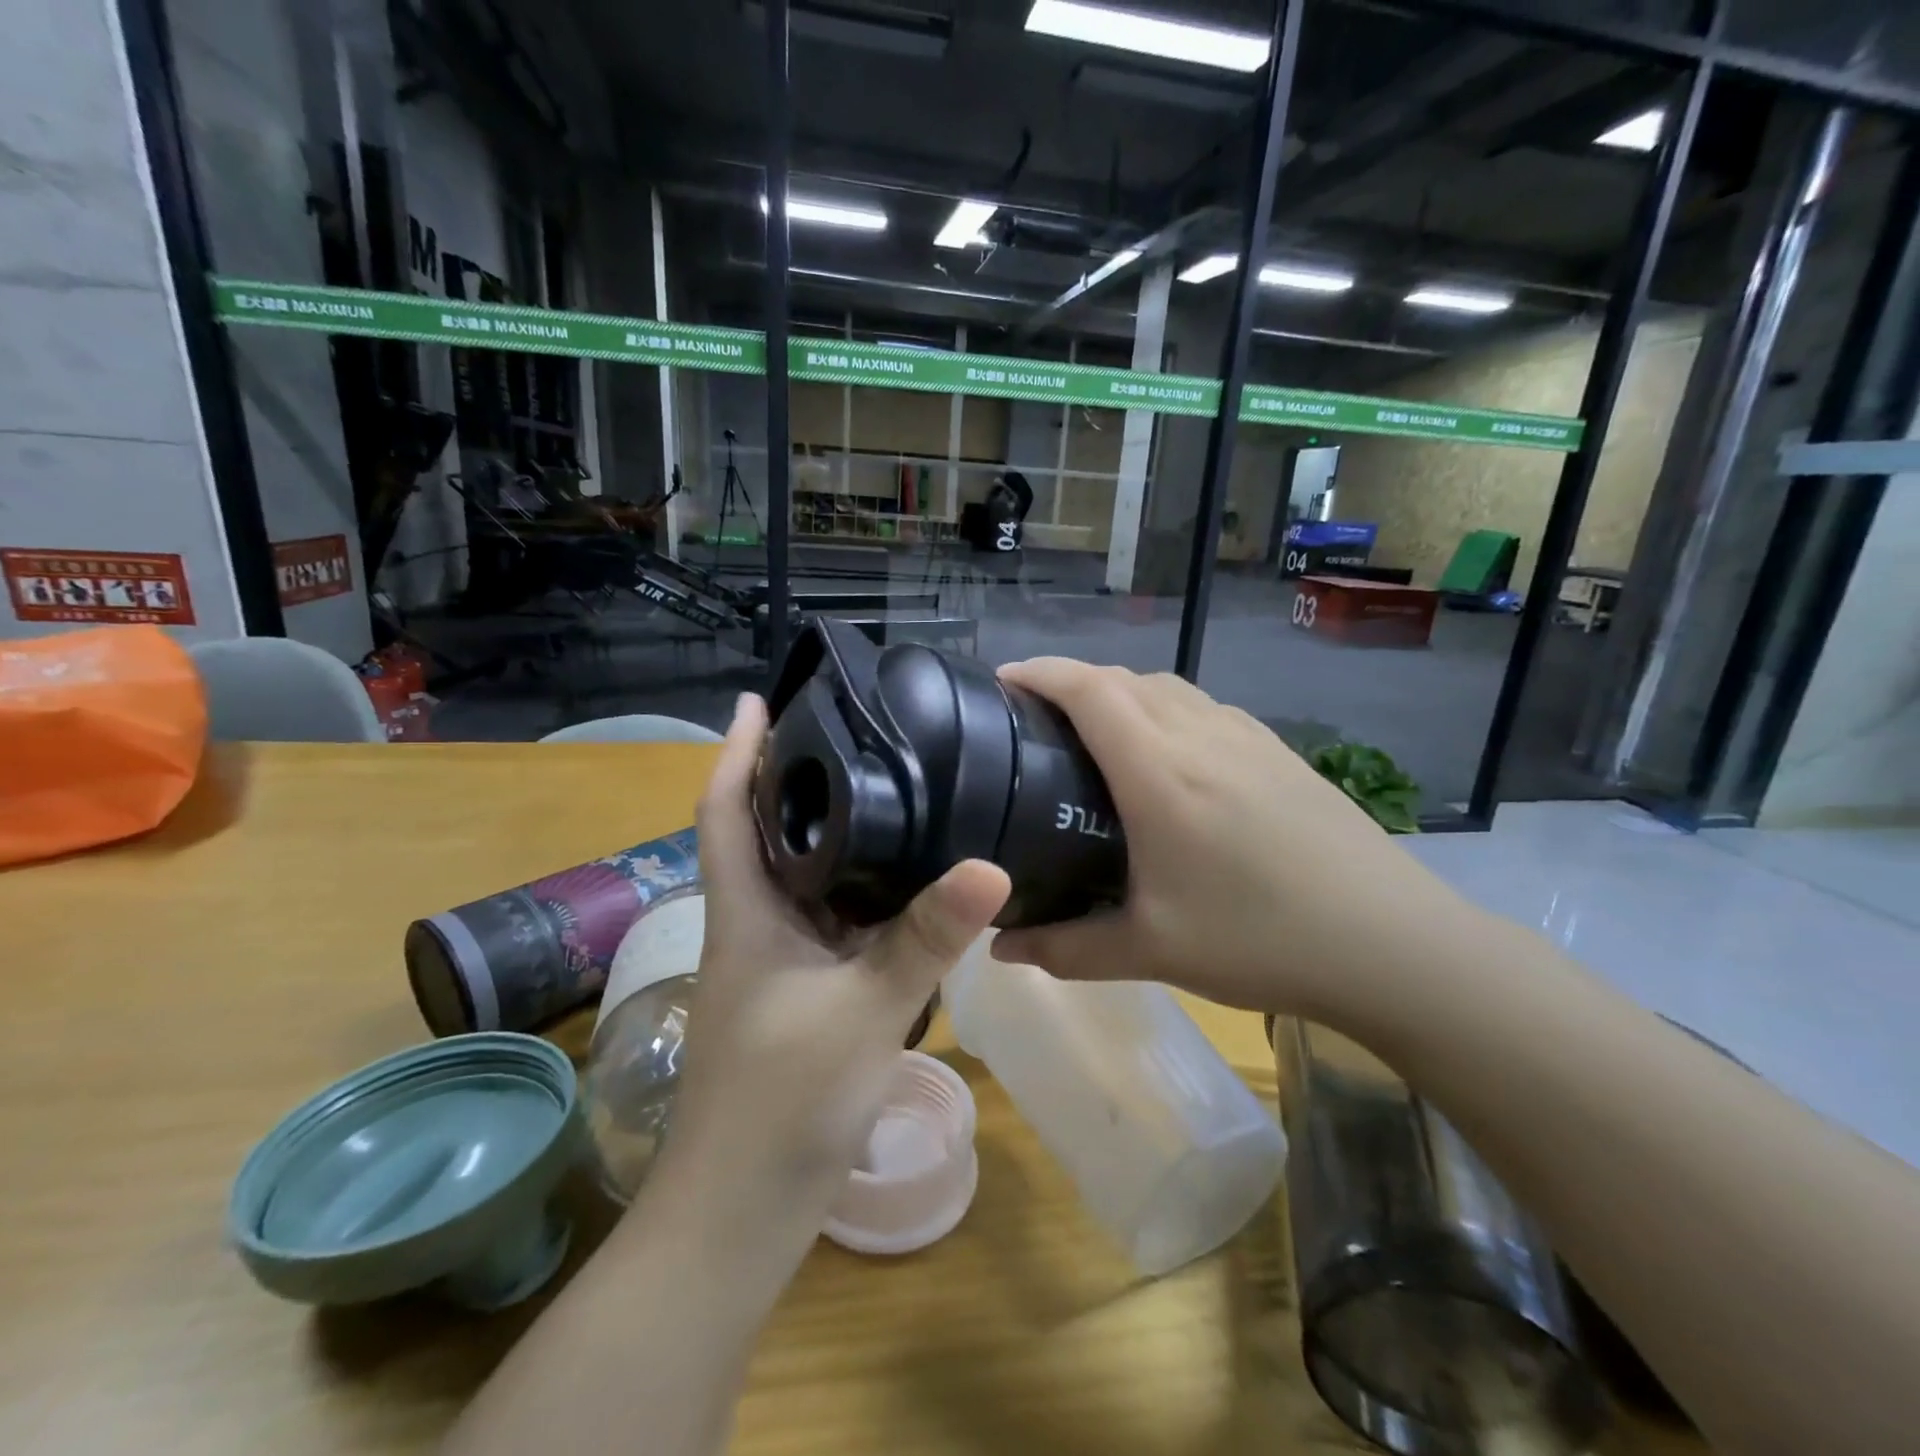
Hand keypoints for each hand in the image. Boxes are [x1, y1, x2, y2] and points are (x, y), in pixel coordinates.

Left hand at [662, 693, 1010, 1222]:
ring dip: (833, 834)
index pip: (725, 811)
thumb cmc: (782, 1103)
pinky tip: (907, 879)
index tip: (758, 701)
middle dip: (795, 778)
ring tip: (889, 786)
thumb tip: (991, 865)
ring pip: (806, 878)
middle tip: (851, 731)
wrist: (744, 1211)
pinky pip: (834, 920)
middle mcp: (758, 924)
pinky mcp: (805, 992)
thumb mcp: (863, 1009)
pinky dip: (862, 890)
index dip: (735, 752)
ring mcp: (780, 961)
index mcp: (747, 912)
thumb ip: (926, 938)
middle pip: (767, 833)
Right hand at [990, 660, 1468, 1025]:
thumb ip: (1066, 949)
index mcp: (1160, 773)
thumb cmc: (1260, 940)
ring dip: (1121, 692)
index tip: (1003, 679)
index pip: (1089, 690)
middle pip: (1123, 679)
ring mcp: (1247, 738)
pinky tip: (1168, 755)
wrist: (1390, 943)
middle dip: (1072, 681)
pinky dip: (1164, 708)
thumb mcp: (1151, 951)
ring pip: (1167, 687)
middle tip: (1037, 718)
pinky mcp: (1279, 752)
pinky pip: (1204, 706)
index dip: (1040, 672)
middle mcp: (1200, 736)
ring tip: (1095, 732)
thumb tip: (1000, 949)